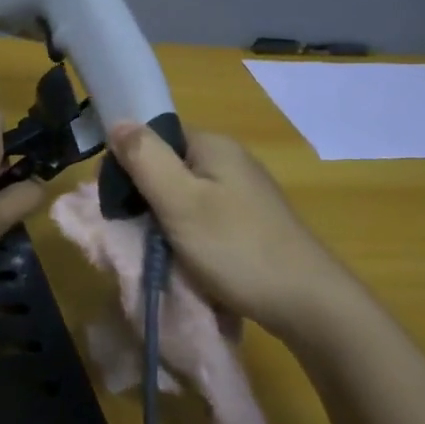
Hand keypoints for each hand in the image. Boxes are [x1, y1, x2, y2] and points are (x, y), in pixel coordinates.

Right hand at [107, 122, 360, 337]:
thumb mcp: (179, 201)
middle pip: (169, 166)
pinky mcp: (252, 221)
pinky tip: (189, 258)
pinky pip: (206, 216)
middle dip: (148, 196)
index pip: (155, 137)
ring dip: (167, 219)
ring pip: (186, 194)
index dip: (130, 164)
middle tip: (139, 231)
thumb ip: (145, 159)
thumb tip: (117, 121)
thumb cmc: (236, 247)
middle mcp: (230, 159)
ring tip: (161, 249)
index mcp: (213, 145)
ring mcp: (244, 191)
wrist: (307, 302)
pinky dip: (190, 234)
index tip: (118, 201)